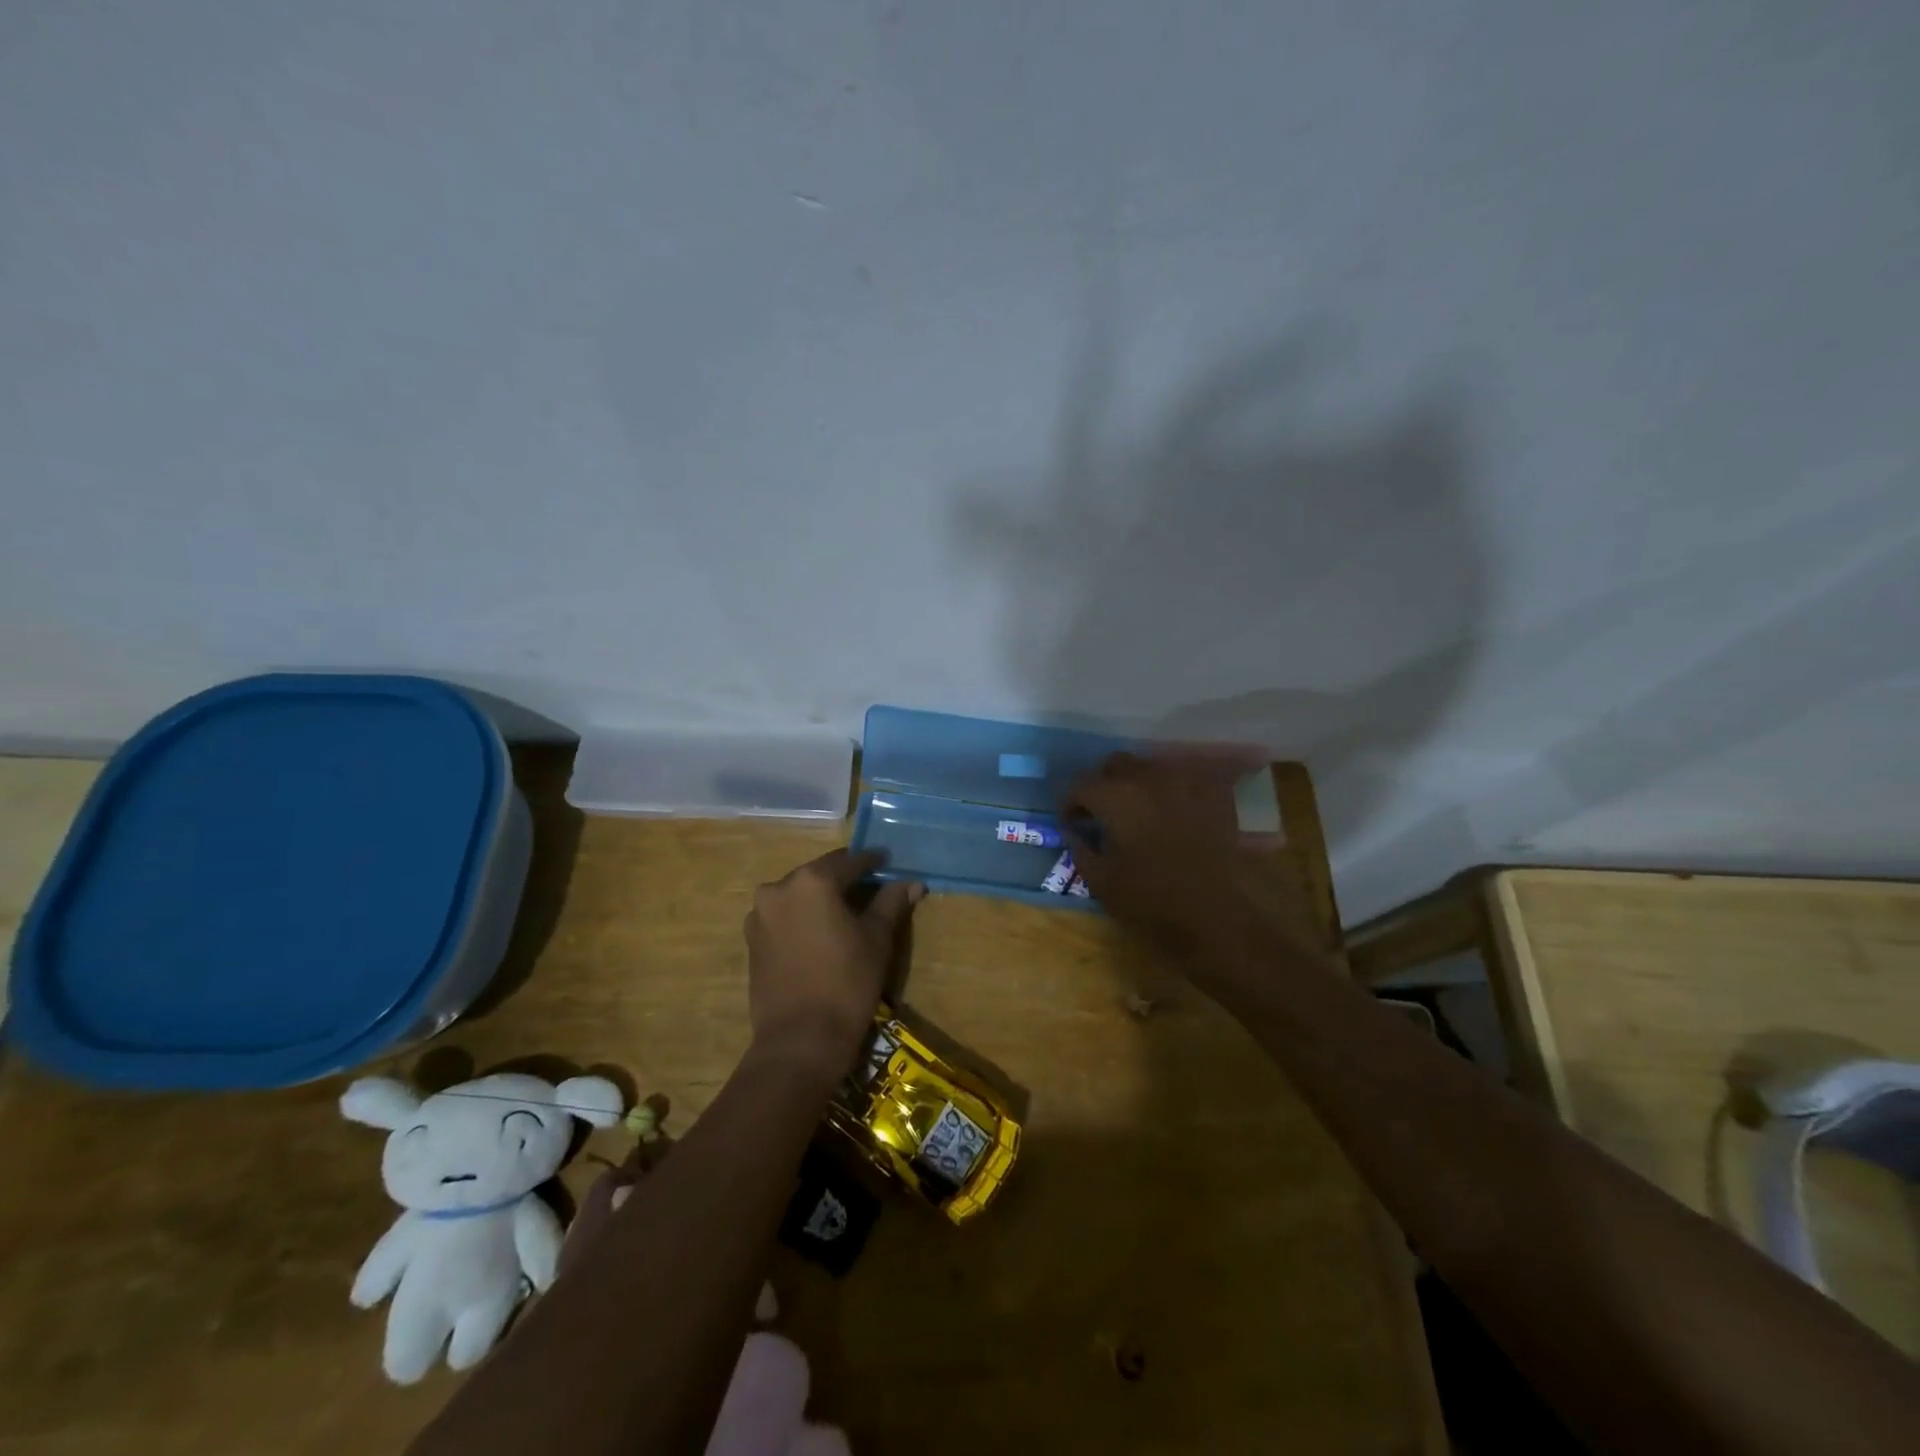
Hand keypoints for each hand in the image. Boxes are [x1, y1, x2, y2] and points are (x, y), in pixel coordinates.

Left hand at [743, 848, 923, 1080]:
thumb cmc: (847, 983)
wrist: (799, 1041)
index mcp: (812, 881)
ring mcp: (760, 915)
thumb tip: (911, 882)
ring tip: (844, 915)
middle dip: (844, 880)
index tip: (888, 864)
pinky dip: (802, 918)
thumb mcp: (877, 939)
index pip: (849, 861)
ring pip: (798, 895)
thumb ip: (891, 903)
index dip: (872, 862)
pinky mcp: (751, 940)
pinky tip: (820, 935)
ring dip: (820, 899)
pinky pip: (783, 917)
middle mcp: (779, 888)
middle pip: (820, 874)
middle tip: (869, 890)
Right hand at [1063, 752, 1272, 959]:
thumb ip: (1080, 849)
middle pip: (1116, 764)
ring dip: (1137, 783)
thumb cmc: (1151, 902)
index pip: (1081, 785)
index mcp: (1116, 798)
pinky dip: (1173, 788)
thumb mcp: (1101, 881)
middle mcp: (1149, 778)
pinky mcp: (1214, 794)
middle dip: (1103, 784)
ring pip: (1151, 766)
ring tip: (1137, 811)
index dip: (1070, 804)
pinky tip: (1173, 810)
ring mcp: (1186, 782)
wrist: (1216, 917)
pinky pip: (1186, 778)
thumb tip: (1074, 832)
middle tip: (1102, 813)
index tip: (1071, 824)